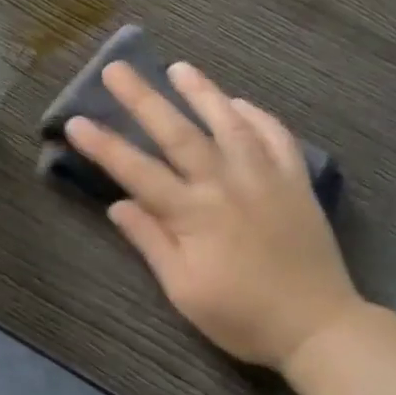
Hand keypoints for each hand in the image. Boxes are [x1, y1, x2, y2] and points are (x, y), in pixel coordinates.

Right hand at [64, 60, 364, 371]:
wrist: (319, 327)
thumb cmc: (242, 316)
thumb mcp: (184, 290)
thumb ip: (151, 242)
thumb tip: (117, 204)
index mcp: (194, 214)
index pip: (137, 171)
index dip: (105, 145)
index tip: (76, 121)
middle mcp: (226, 184)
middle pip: (178, 133)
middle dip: (143, 99)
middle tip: (117, 69)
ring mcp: (265, 177)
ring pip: (229, 123)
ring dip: (202, 92)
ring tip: (178, 67)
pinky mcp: (295, 181)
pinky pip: (277, 136)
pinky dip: (257, 115)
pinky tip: (239, 103)